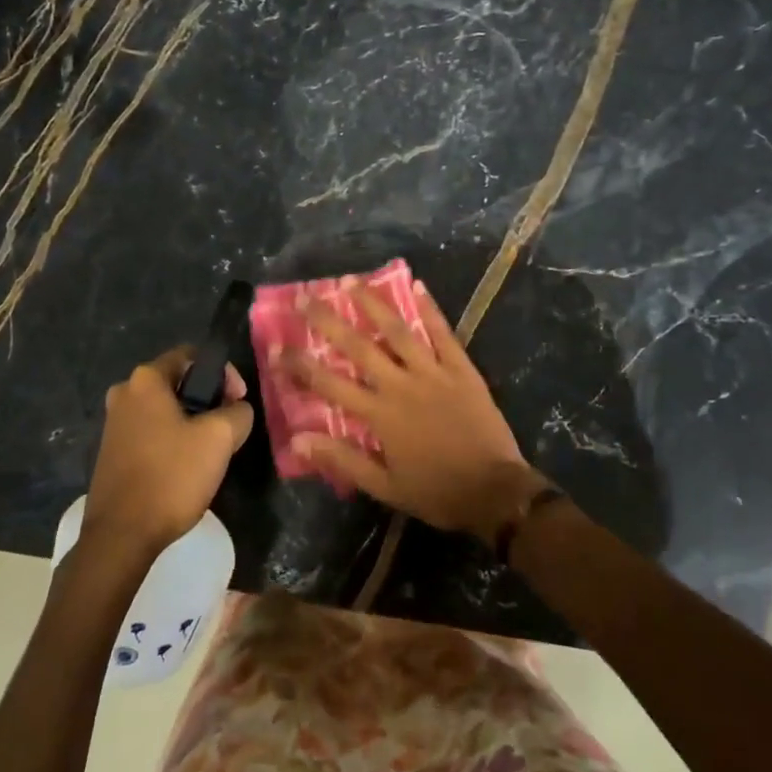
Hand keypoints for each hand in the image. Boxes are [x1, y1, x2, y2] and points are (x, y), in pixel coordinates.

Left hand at [84, 347, 253, 554]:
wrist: (122, 535)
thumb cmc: (172, 476)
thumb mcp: (220, 437)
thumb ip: (238, 412)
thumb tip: (237, 409)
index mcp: (145, 380)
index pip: (192, 356)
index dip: (223, 373)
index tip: (238, 402)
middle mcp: (124, 393)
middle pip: (178, 383)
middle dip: (208, 400)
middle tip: (228, 428)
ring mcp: (114, 424)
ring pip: (165, 410)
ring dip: (191, 423)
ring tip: (211, 451)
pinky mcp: (112, 452)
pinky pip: (151, 432)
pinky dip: (172, 441)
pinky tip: (185, 468)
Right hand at [280, 278, 548, 541]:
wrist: (494, 491)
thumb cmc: (436, 492)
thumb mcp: (384, 487)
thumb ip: (343, 459)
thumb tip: (299, 438)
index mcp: (379, 415)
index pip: (329, 384)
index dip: (300, 365)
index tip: (277, 347)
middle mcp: (401, 385)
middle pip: (358, 346)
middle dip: (328, 320)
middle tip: (305, 297)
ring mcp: (433, 372)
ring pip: (398, 330)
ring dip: (373, 303)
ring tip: (351, 279)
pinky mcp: (462, 368)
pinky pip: (443, 333)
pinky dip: (430, 308)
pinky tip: (416, 284)